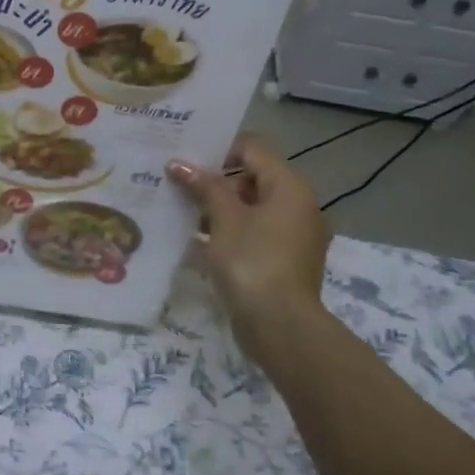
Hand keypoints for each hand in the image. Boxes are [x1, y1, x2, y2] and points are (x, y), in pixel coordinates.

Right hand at [168, 136, 329, 324]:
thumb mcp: (224, 219)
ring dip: (218, 209)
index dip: (218, 148)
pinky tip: (195, 241)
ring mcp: (293, 237)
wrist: (279, 325)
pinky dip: (228, 233)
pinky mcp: (282, 262)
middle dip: (214, 181)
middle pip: (252, 179)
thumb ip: (203, 187)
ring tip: (179, 211)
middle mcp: (298, 207)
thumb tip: (178, 163)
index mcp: (289, 188)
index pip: (252, 149)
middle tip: (177, 183)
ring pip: (250, 210)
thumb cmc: (252, 261)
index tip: (185, 157)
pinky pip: (253, 235)